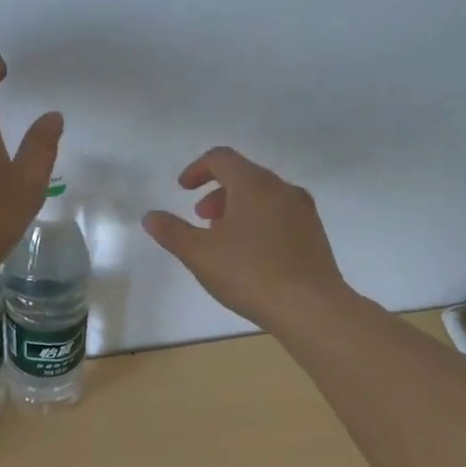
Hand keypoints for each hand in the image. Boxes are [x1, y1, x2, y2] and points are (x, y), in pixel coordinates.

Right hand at [143, 147, 346, 329]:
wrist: (311, 308)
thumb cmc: (250, 274)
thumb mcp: (200, 254)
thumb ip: (172, 232)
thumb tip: (151, 216)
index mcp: (254, 185)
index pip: (222, 158)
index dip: (197, 169)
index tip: (183, 189)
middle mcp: (282, 189)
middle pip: (244, 176)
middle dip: (217, 193)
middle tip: (201, 219)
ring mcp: (303, 211)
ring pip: (264, 197)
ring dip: (237, 209)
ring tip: (223, 240)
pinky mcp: (315, 235)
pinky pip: (280, 216)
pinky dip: (258, 222)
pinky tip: (251, 256)